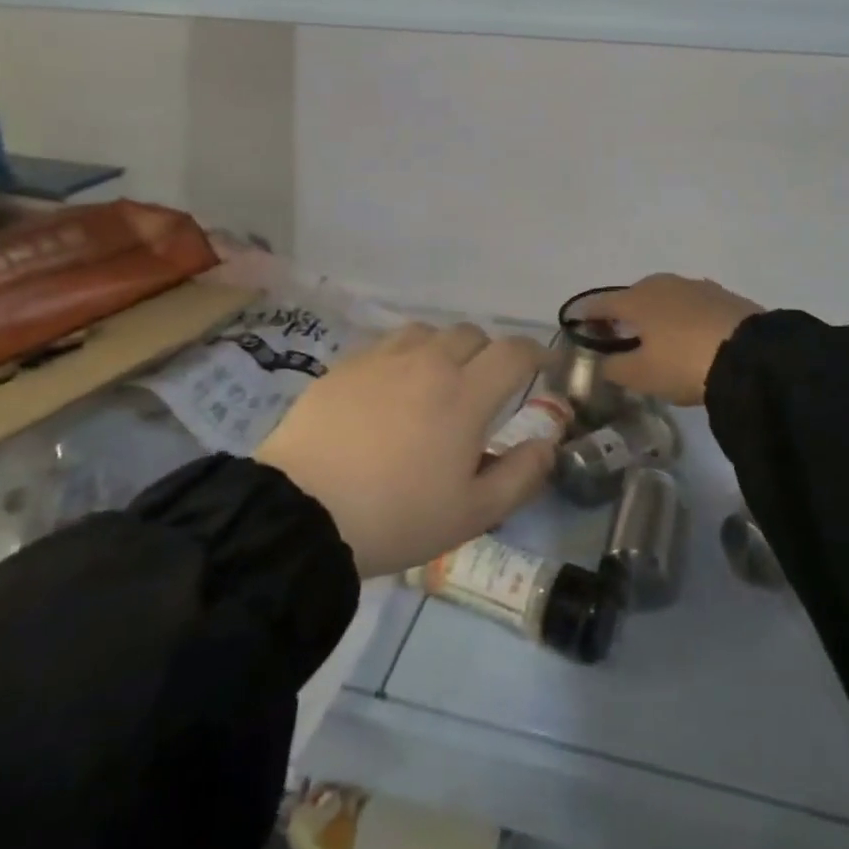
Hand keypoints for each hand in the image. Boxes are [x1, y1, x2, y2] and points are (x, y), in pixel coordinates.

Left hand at [255, 322, 555, 575]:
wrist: (301, 513)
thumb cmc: (396, 517)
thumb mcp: (472, 513)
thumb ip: (521, 475)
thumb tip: (547, 444)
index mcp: (465, 395)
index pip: (514, 352)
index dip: (535, 354)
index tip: (542, 368)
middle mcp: (428, 363)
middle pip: (472, 334)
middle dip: (488, 354)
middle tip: (483, 389)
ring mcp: (382, 359)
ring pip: (429, 332)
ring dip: (444, 350)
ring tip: (435, 383)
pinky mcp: (345, 365)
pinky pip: (388, 344)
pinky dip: (404, 357)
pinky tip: (391, 389)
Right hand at [579, 275, 763, 406]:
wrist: (753, 356)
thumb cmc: (684, 363)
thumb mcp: (641, 375)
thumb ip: (614, 367)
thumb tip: (603, 362)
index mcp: (635, 298)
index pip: (600, 303)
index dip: (585, 314)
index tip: (574, 323)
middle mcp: (662, 284)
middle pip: (632, 296)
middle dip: (621, 313)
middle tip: (616, 334)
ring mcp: (695, 286)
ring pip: (663, 298)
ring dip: (653, 314)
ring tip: (653, 336)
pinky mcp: (723, 296)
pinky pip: (689, 305)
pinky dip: (680, 317)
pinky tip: (686, 334)